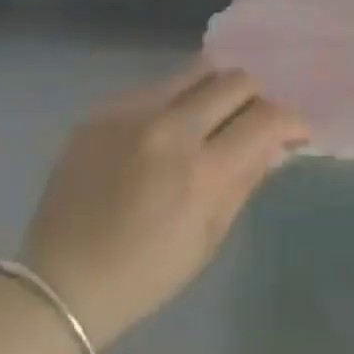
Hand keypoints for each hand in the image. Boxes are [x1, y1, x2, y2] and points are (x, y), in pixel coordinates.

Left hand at [19, 61, 308, 349]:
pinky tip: (163, 134)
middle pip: (235, 80)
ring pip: (196, 71)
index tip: (294, 131)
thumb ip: (246, 179)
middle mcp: (169, 128)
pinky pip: (155, 88)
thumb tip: (275, 141)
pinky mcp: (102, 110)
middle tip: (250, 122)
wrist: (59, 282)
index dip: (291, 120)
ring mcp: (131, 113)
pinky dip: (174, 104)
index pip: (266, 118)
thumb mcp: (209, 237)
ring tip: (210, 118)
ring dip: (215, 91)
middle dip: (255, 98)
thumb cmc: (145, 274)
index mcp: (200, 172)